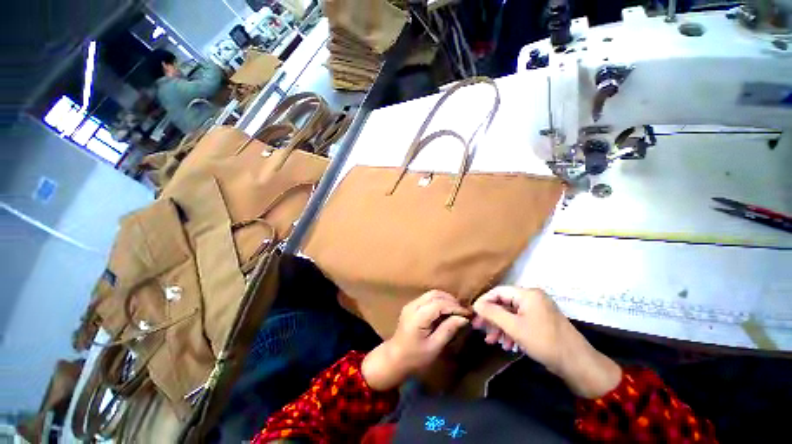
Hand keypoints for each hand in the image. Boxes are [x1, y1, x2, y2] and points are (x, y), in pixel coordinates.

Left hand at [362, 290, 470, 390]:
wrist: (394, 358)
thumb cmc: (415, 356)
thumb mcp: (434, 347)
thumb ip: (448, 330)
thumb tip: (463, 318)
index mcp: (417, 317)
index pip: (440, 304)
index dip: (456, 307)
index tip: (468, 315)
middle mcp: (412, 307)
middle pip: (436, 294)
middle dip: (452, 301)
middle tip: (464, 313)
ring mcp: (410, 306)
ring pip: (432, 294)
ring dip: (446, 300)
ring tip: (457, 313)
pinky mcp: (411, 308)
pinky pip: (428, 299)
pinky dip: (440, 302)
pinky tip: (446, 313)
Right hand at [472, 287, 620, 398]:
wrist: (569, 356)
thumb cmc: (541, 339)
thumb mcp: (514, 328)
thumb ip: (494, 314)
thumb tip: (477, 304)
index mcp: (528, 294)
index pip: (500, 291)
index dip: (484, 303)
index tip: (472, 317)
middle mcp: (534, 299)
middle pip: (506, 304)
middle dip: (493, 319)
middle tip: (480, 333)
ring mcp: (539, 311)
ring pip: (513, 316)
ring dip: (502, 328)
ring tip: (494, 343)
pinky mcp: (542, 323)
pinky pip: (522, 323)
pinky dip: (513, 333)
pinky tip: (509, 346)